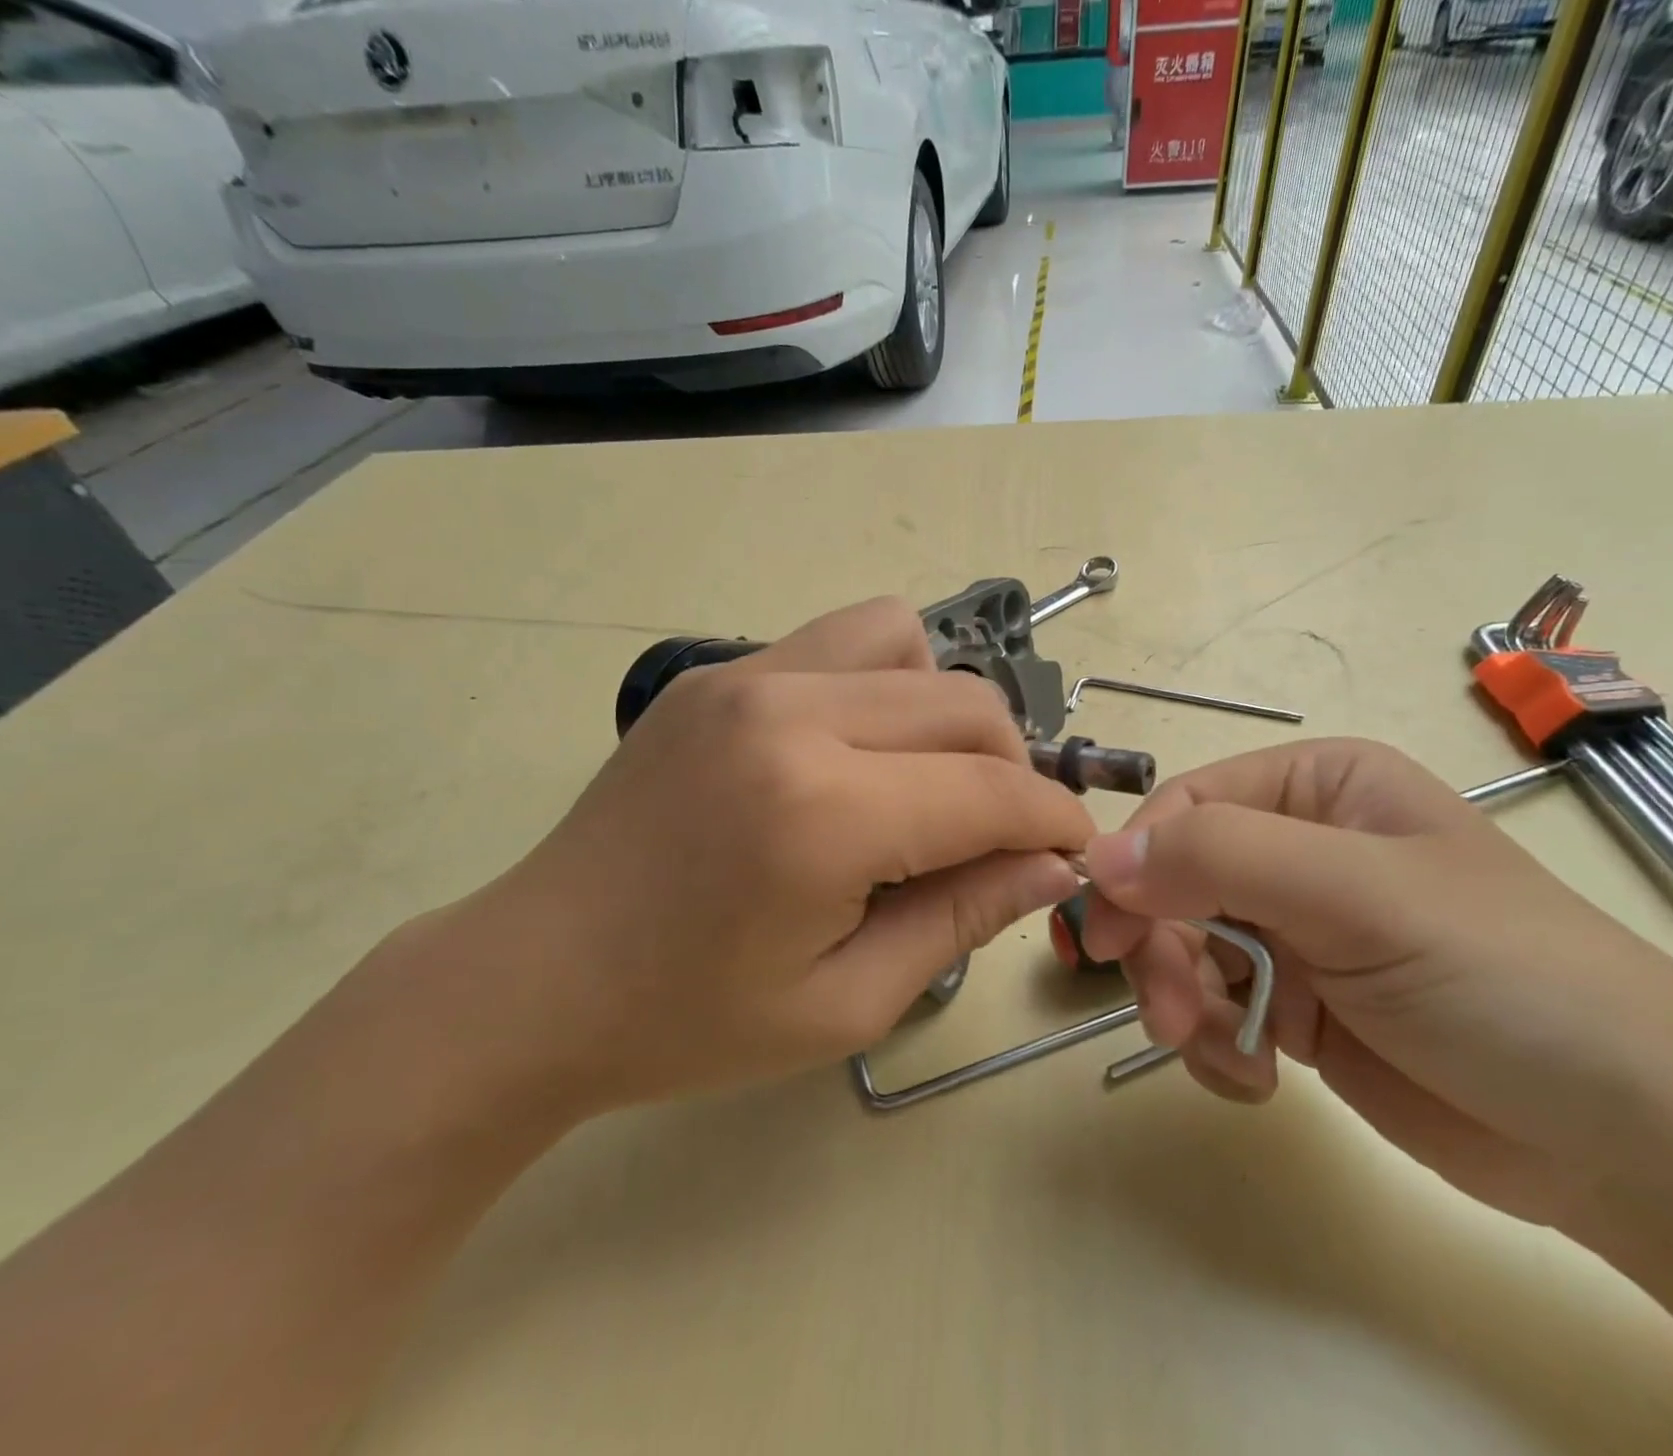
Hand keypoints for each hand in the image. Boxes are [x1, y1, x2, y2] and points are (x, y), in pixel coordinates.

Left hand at [414, 598, 1092, 1113]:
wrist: (534, 979)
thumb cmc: (690, 1020)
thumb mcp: (848, 999)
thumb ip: (964, 916)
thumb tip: (1051, 864)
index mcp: (823, 813)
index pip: (991, 791)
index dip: (1054, 821)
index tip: (1075, 850)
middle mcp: (790, 715)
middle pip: (965, 705)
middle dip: (1013, 769)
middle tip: (1000, 834)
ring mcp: (746, 676)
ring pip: (908, 643)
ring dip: (946, 712)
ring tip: (924, 781)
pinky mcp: (717, 671)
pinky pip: (841, 642)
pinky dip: (883, 684)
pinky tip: (857, 753)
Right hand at [1081, 738, 1672, 1225]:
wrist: (1632, 1143)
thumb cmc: (1499, 977)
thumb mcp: (1356, 895)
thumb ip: (1220, 860)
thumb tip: (1097, 857)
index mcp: (1316, 788)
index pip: (1185, 808)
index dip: (1136, 864)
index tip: (1109, 934)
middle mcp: (1298, 850)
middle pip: (1174, 883)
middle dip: (1163, 950)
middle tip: (1168, 1016)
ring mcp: (1295, 932)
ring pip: (1184, 949)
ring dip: (1186, 1004)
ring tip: (1225, 1056)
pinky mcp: (1297, 1007)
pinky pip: (1213, 1008)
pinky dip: (1216, 1044)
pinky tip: (1260, 1077)